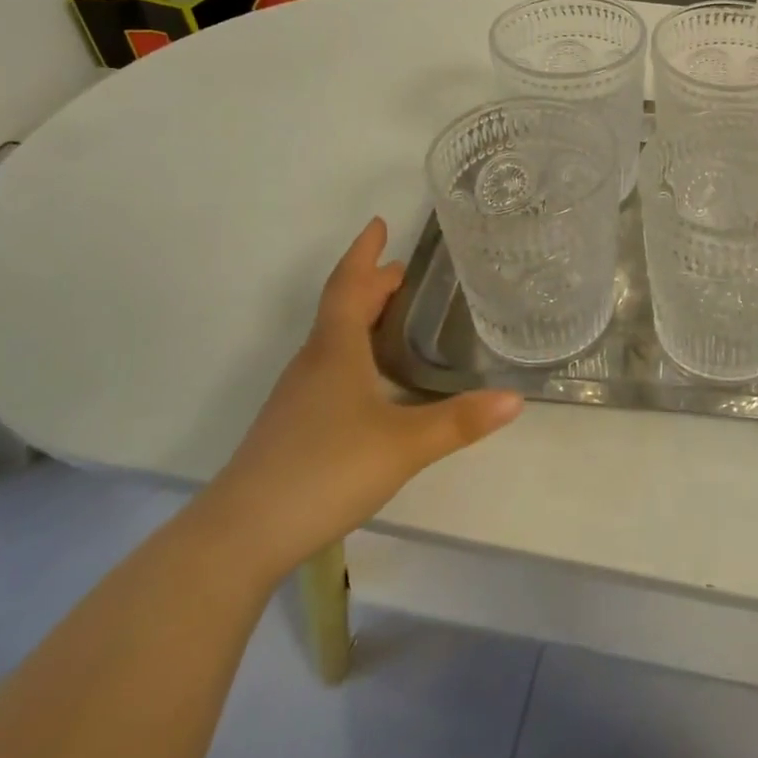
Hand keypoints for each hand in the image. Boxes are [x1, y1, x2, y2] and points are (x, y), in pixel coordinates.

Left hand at [194, 218, 522, 581]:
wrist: (241, 534)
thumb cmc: (324, 470)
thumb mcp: (404, 445)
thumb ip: (459, 421)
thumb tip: (515, 399)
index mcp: (335, 350)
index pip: (350, 285)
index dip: (364, 253)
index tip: (379, 224)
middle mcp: (313, 362)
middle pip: (342, 307)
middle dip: (371, 283)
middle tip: (402, 271)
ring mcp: (298, 394)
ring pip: (333, 338)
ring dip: (361, 315)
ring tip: (393, 315)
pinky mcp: (292, 423)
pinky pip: (328, 365)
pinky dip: (353, 349)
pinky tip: (371, 378)